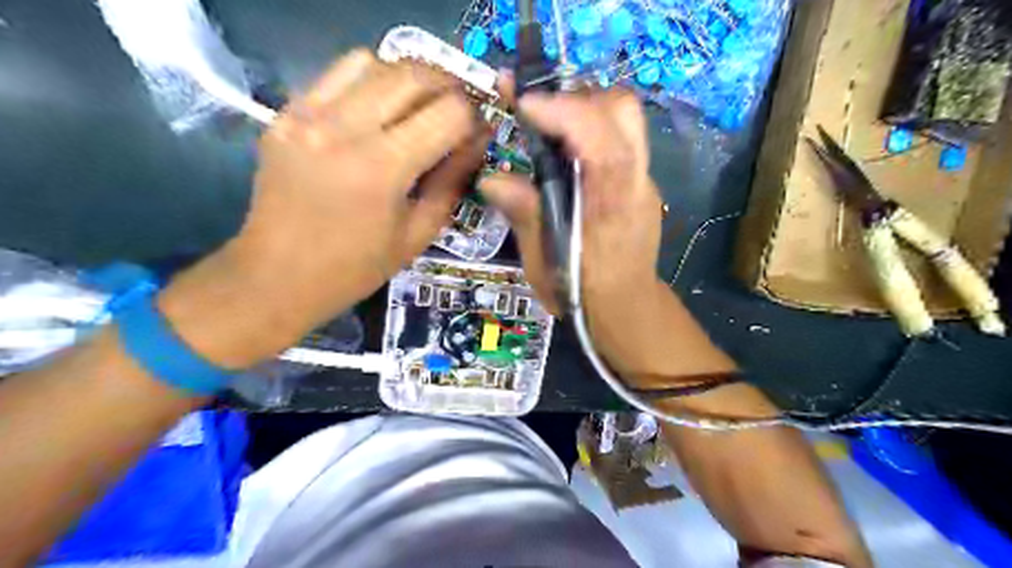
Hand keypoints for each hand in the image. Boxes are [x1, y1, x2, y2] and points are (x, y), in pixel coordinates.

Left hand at [239, 48, 488, 319]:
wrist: (277, 275)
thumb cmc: (356, 267)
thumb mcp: (418, 233)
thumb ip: (452, 181)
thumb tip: (479, 141)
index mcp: (383, 167)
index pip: (449, 113)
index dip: (473, 119)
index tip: (477, 134)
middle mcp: (344, 128)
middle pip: (414, 75)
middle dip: (448, 88)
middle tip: (456, 112)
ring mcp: (308, 114)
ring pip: (374, 62)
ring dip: (407, 80)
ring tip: (417, 107)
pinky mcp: (286, 113)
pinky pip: (336, 74)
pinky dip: (368, 82)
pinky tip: (376, 111)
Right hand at [480, 89, 732, 385]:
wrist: (627, 309)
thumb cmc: (582, 294)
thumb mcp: (543, 264)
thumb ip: (524, 216)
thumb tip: (491, 179)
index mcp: (612, 205)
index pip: (602, 141)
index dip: (564, 112)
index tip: (522, 103)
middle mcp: (636, 182)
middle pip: (622, 110)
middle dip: (576, 98)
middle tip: (535, 112)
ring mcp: (643, 179)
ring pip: (624, 118)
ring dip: (582, 110)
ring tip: (545, 125)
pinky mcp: (638, 182)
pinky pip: (618, 138)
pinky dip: (589, 129)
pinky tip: (563, 152)